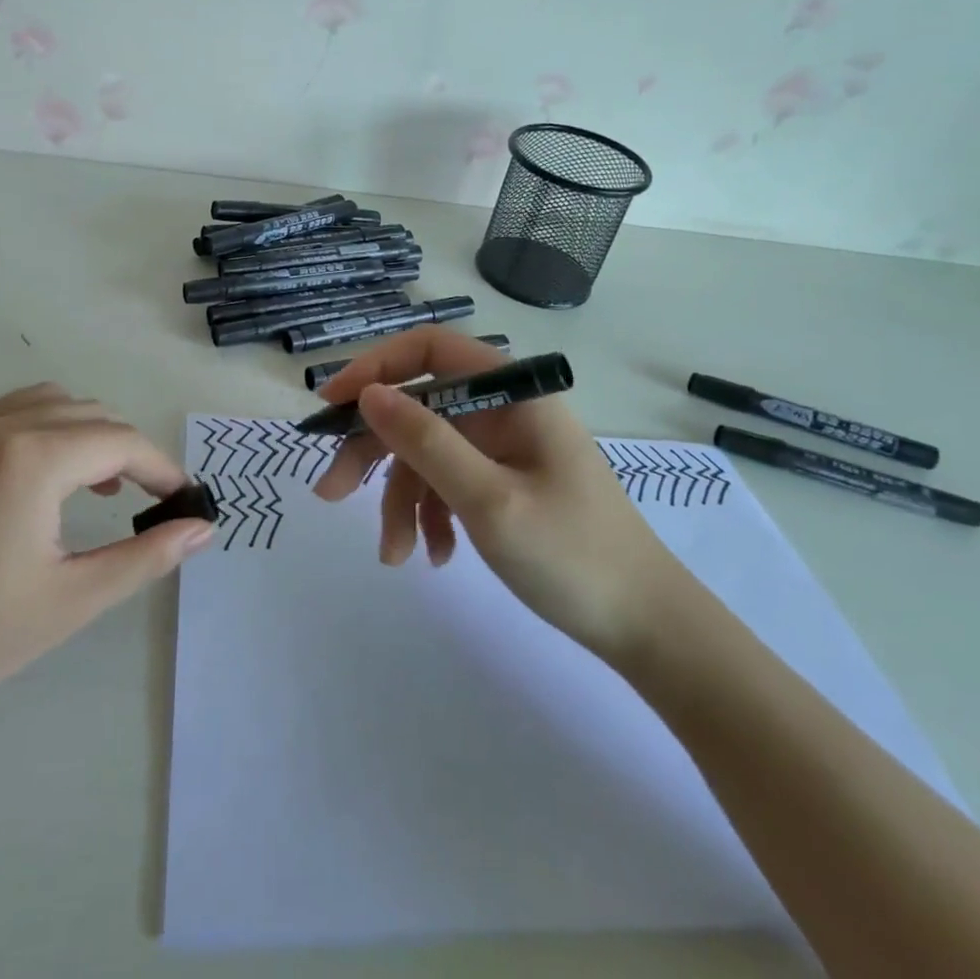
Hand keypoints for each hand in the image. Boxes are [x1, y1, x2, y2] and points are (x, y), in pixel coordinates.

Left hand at [0, 383, 213, 725]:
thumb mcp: (71, 601)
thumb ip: (145, 558)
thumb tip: (202, 528)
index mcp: (30, 460)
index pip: (118, 442)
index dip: (159, 467)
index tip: (181, 498)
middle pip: (86, 413)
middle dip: (125, 449)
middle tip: (143, 498)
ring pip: (42, 403)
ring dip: (82, 431)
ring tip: (94, 485)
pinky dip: (36, 433)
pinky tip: (32, 487)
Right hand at [311, 328, 687, 662]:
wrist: (647, 629)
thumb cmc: (573, 556)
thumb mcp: (488, 499)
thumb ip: (425, 441)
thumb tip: (368, 394)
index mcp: (512, 393)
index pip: (429, 349)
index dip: (375, 368)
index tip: (332, 405)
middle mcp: (504, 410)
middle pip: (418, 407)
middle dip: (374, 450)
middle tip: (331, 492)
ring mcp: (502, 447)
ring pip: (426, 452)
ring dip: (401, 499)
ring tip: (393, 553)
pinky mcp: (502, 481)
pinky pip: (447, 482)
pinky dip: (430, 514)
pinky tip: (433, 555)